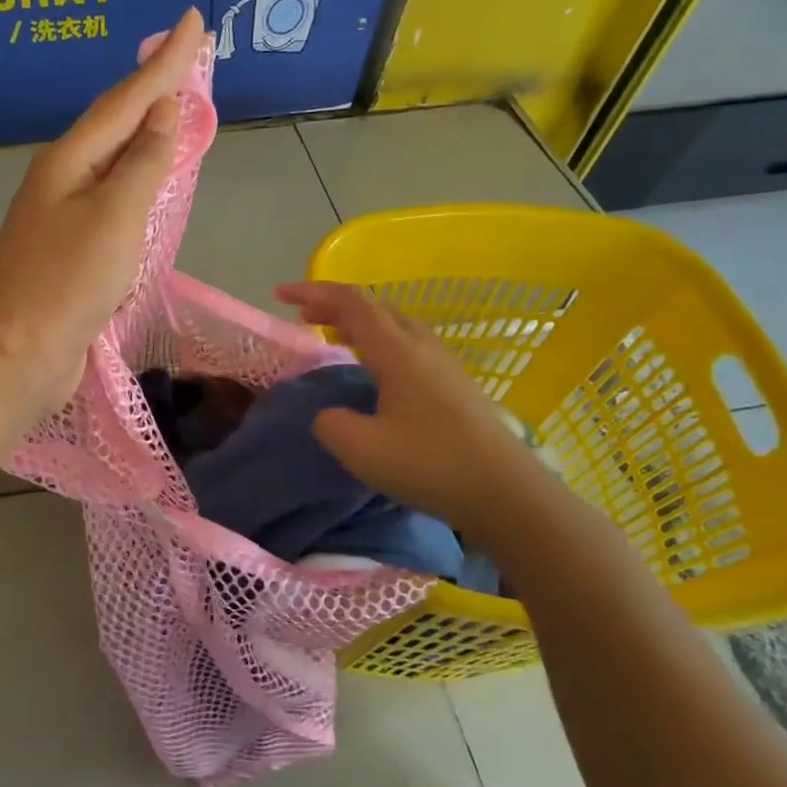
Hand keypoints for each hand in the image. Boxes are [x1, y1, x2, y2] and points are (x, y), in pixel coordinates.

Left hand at [0, 8, 204, 418]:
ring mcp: (62, 217)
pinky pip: (112, 202)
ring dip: (144, 133)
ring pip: (113, 162)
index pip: (126, 98)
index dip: (165, 61)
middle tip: (187, 56)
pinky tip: (147, 183)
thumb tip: (162, 111)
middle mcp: (63, 179)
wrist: (14, 354)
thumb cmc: (66, 282)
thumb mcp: (115, 216)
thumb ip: (143, 163)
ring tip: (172, 108)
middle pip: (115, 123)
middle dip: (153, 88)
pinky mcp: (70, 252)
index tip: (193, 20)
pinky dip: (137, 182)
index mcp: (70, 160)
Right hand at [275, 281, 537, 530]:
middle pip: (375, 306)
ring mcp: (444, 364)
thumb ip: (330, 424)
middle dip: (334, 303)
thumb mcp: (361, 449)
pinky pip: (408, 344)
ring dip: (359, 321)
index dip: (313, 293)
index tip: (280, 296)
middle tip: (302, 317)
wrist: (506, 493)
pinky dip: (379, 341)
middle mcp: (422, 346)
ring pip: (395, 323)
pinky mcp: (455, 385)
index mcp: (397, 351)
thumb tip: (330, 415)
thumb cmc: (430, 464)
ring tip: (333, 335)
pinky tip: (374, 368)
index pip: (350, 302)